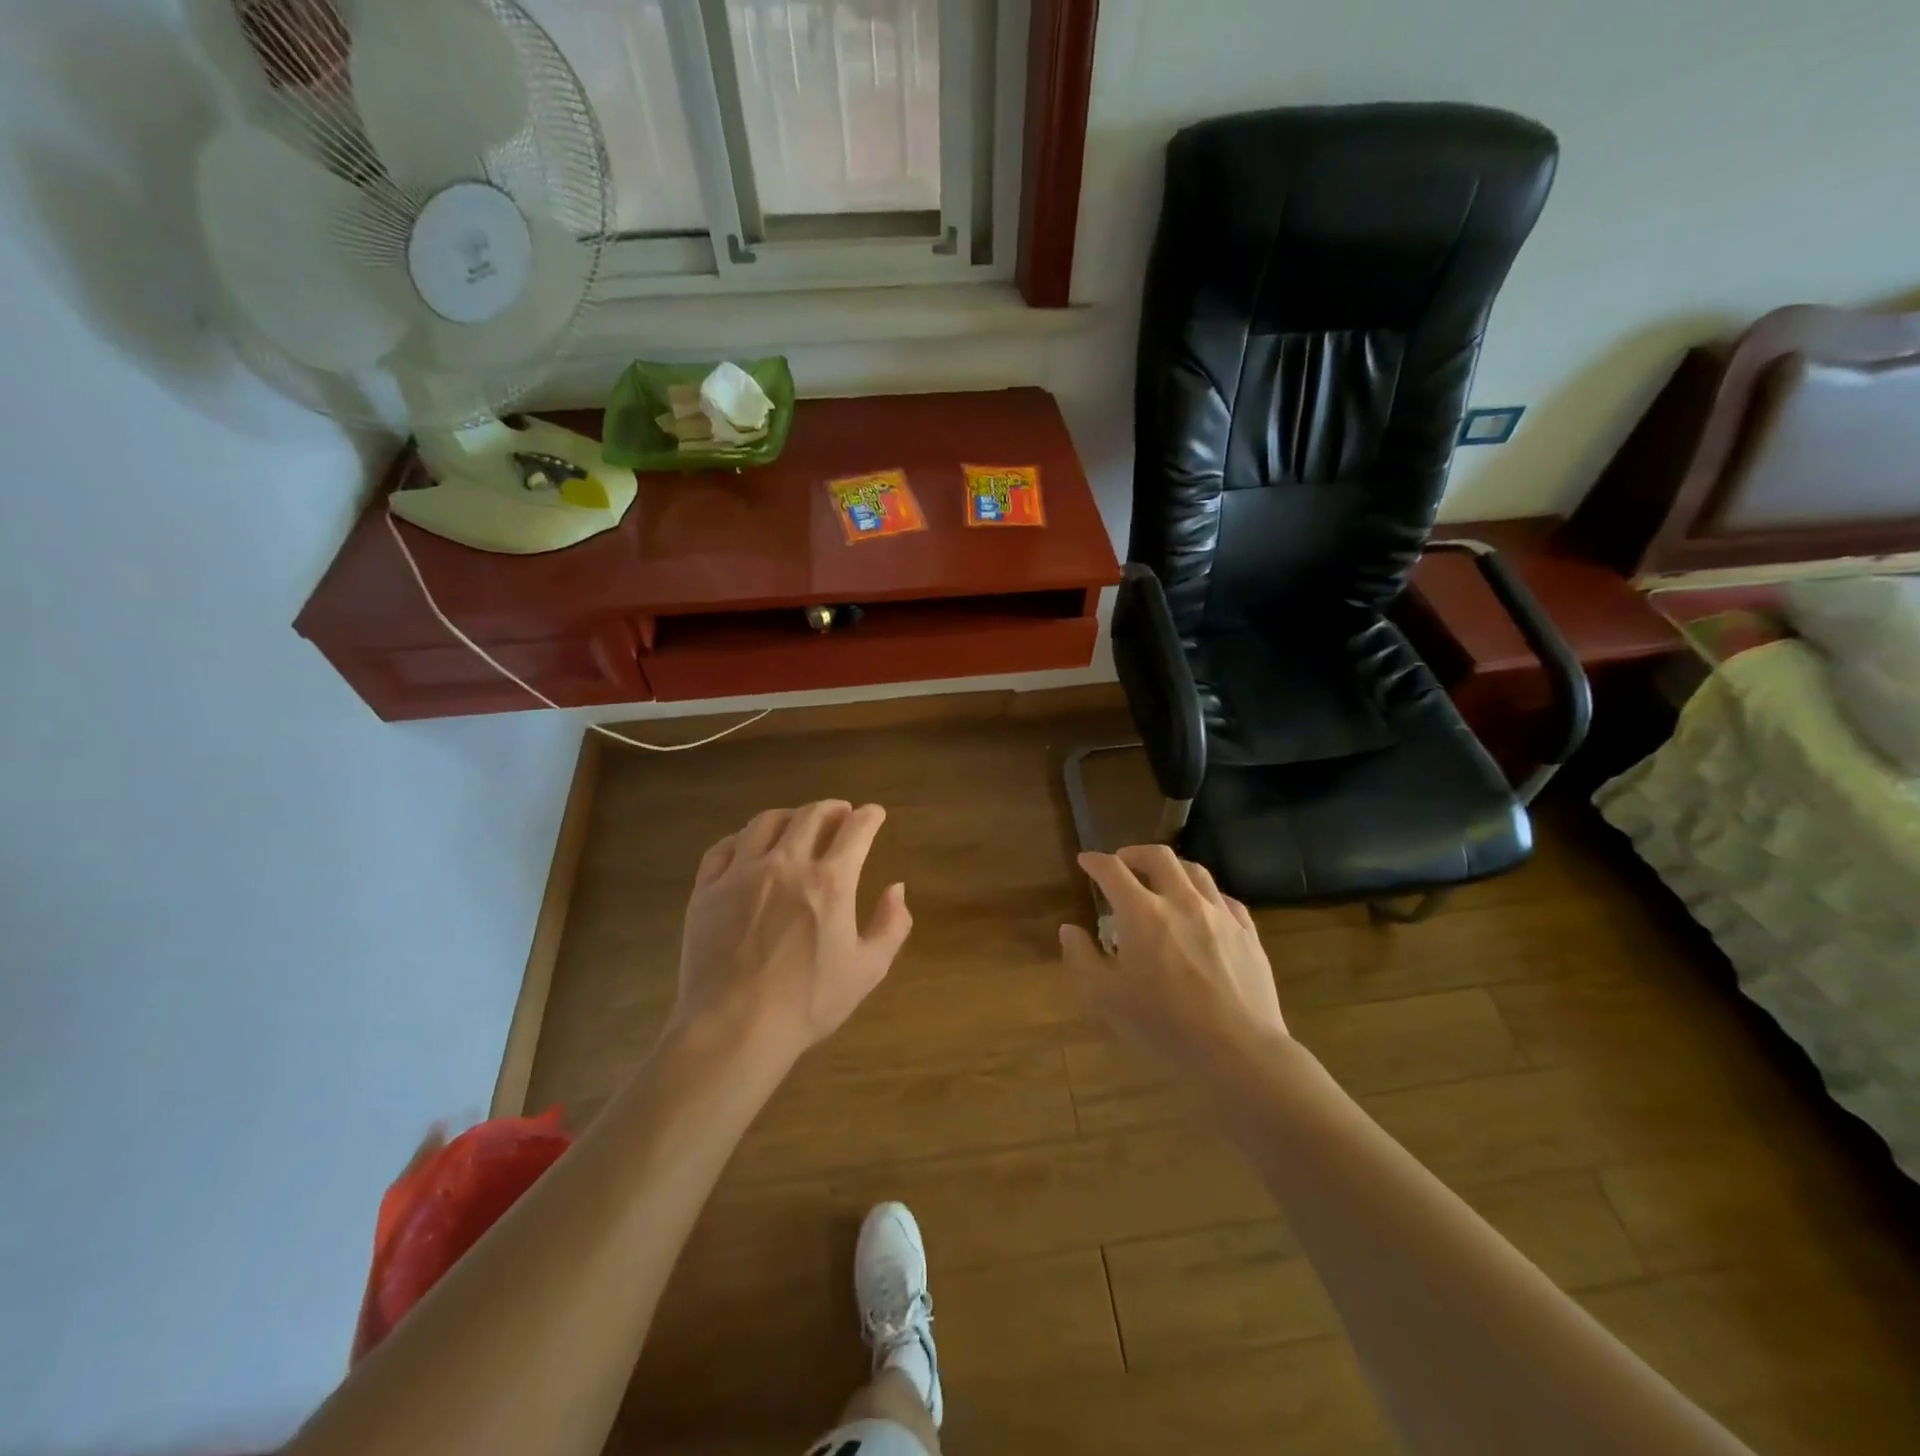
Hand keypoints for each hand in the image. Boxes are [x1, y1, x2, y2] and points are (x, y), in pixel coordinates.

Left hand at [673, 801, 911, 1062]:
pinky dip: (744, 837)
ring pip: (766, 822)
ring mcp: (742, 873)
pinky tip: (750, 845)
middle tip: (840, 813)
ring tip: (797, 823)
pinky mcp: (707, 888)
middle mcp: (787, 864)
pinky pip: (725, 846)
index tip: (874, 814)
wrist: (734, 1028)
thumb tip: (897, 888)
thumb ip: (891, 925)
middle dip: (832, 808)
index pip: (856, 829)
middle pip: (811, 815)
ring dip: (790, 816)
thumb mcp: (867, 970)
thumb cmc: (808, 1003)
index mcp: (830, 881)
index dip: (869, 816)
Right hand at [1060, 845, 1286, 1072]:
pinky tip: (1203, 909)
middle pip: (1159, 857)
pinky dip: (1206, 894)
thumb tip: (1070, 929)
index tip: (1086, 861)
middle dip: (1135, 853)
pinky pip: (1225, 899)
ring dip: (1172, 867)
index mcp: (1143, 914)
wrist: (1239, 1053)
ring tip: (1163, 879)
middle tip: (1123, 862)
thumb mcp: (1107, 999)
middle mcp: (1182, 901)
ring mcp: (1220, 915)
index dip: (1095, 861)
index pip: (1113, 871)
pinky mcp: (1248, 933)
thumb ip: (1082, 958)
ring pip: (1195, 871)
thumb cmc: (1165, 1026)